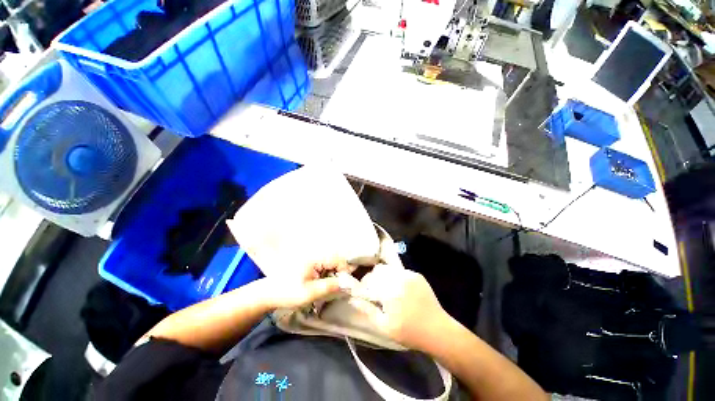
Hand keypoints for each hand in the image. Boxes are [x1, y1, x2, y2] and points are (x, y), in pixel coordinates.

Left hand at [264, 259, 358, 309]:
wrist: (268, 293)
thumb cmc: (287, 293)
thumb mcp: (310, 293)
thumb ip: (330, 287)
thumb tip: (348, 284)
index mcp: (315, 258)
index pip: (338, 260)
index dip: (345, 271)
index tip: (346, 286)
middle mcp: (316, 255)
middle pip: (336, 261)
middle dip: (340, 274)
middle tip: (339, 289)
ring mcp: (313, 259)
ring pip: (331, 264)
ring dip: (334, 276)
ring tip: (331, 289)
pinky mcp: (310, 264)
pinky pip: (325, 267)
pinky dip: (327, 276)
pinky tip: (323, 285)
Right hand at [356, 265, 447, 349]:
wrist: (438, 330)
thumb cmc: (409, 332)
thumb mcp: (384, 326)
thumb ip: (367, 310)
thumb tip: (353, 299)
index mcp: (390, 292)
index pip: (369, 281)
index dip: (363, 286)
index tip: (364, 294)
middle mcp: (399, 279)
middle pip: (378, 270)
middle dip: (373, 279)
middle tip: (375, 292)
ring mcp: (409, 275)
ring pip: (388, 269)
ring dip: (383, 277)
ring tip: (387, 290)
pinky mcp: (417, 275)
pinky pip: (399, 271)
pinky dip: (395, 277)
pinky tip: (399, 289)